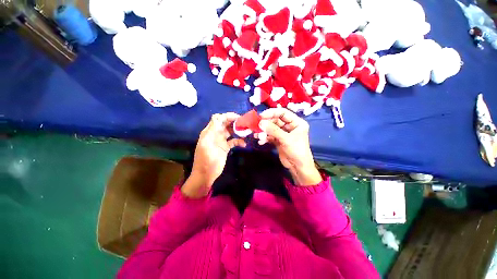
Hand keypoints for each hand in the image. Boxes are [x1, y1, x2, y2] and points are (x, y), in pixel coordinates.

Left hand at [182, 113, 246, 197]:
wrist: (206, 175)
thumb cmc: (206, 160)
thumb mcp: (207, 144)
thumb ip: (212, 130)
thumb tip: (219, 116)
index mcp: (210, 131)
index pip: (218, 119)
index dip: (227, 116)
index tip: (238, 117)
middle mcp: (216, 134)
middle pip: (225, 123)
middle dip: (235, 122)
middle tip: (245, 123)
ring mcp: (221, 140)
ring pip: (230, 131)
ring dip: (238, 131)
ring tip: (247, 132)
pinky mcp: (225, 147)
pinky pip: (233, 141)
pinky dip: (239, 141)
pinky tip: (244, 144)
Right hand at [255, 108, 321, 185]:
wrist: (298, 167)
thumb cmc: (297, 151)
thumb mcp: (286, 139)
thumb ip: (273, 130)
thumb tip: (260, 122)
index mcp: (296, 122)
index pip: (283, 113)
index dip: (272, 112)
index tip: (261, 116)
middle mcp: (290, 126)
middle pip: (276, 120)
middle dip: (266, 123)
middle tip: (257, 126)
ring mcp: (283, 133)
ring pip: (272, 128)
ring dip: (264, 131)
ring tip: (257, 135)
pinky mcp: (279, 140)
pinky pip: (270, 136)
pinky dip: (265, 138)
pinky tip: (260, 141)